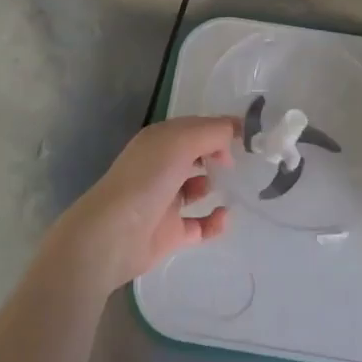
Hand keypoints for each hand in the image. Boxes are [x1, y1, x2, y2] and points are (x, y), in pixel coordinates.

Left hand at [42, 116, 238, 291]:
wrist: (113, 235)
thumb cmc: (147, 179)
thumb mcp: (181, 142)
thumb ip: (213, 131)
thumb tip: (235, 130)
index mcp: (160, 141)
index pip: (195, 127)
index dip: (220, 128)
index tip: (248, 135)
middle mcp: (161, 167)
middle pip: (196, 154)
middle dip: (218, 154)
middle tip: (238, 161)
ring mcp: (165, 200)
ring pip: (196, 188)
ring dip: (214, 185)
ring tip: (229, 186)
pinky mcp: (170, 232)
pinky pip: (199, 225)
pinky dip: (214, 222)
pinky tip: (224, 217)